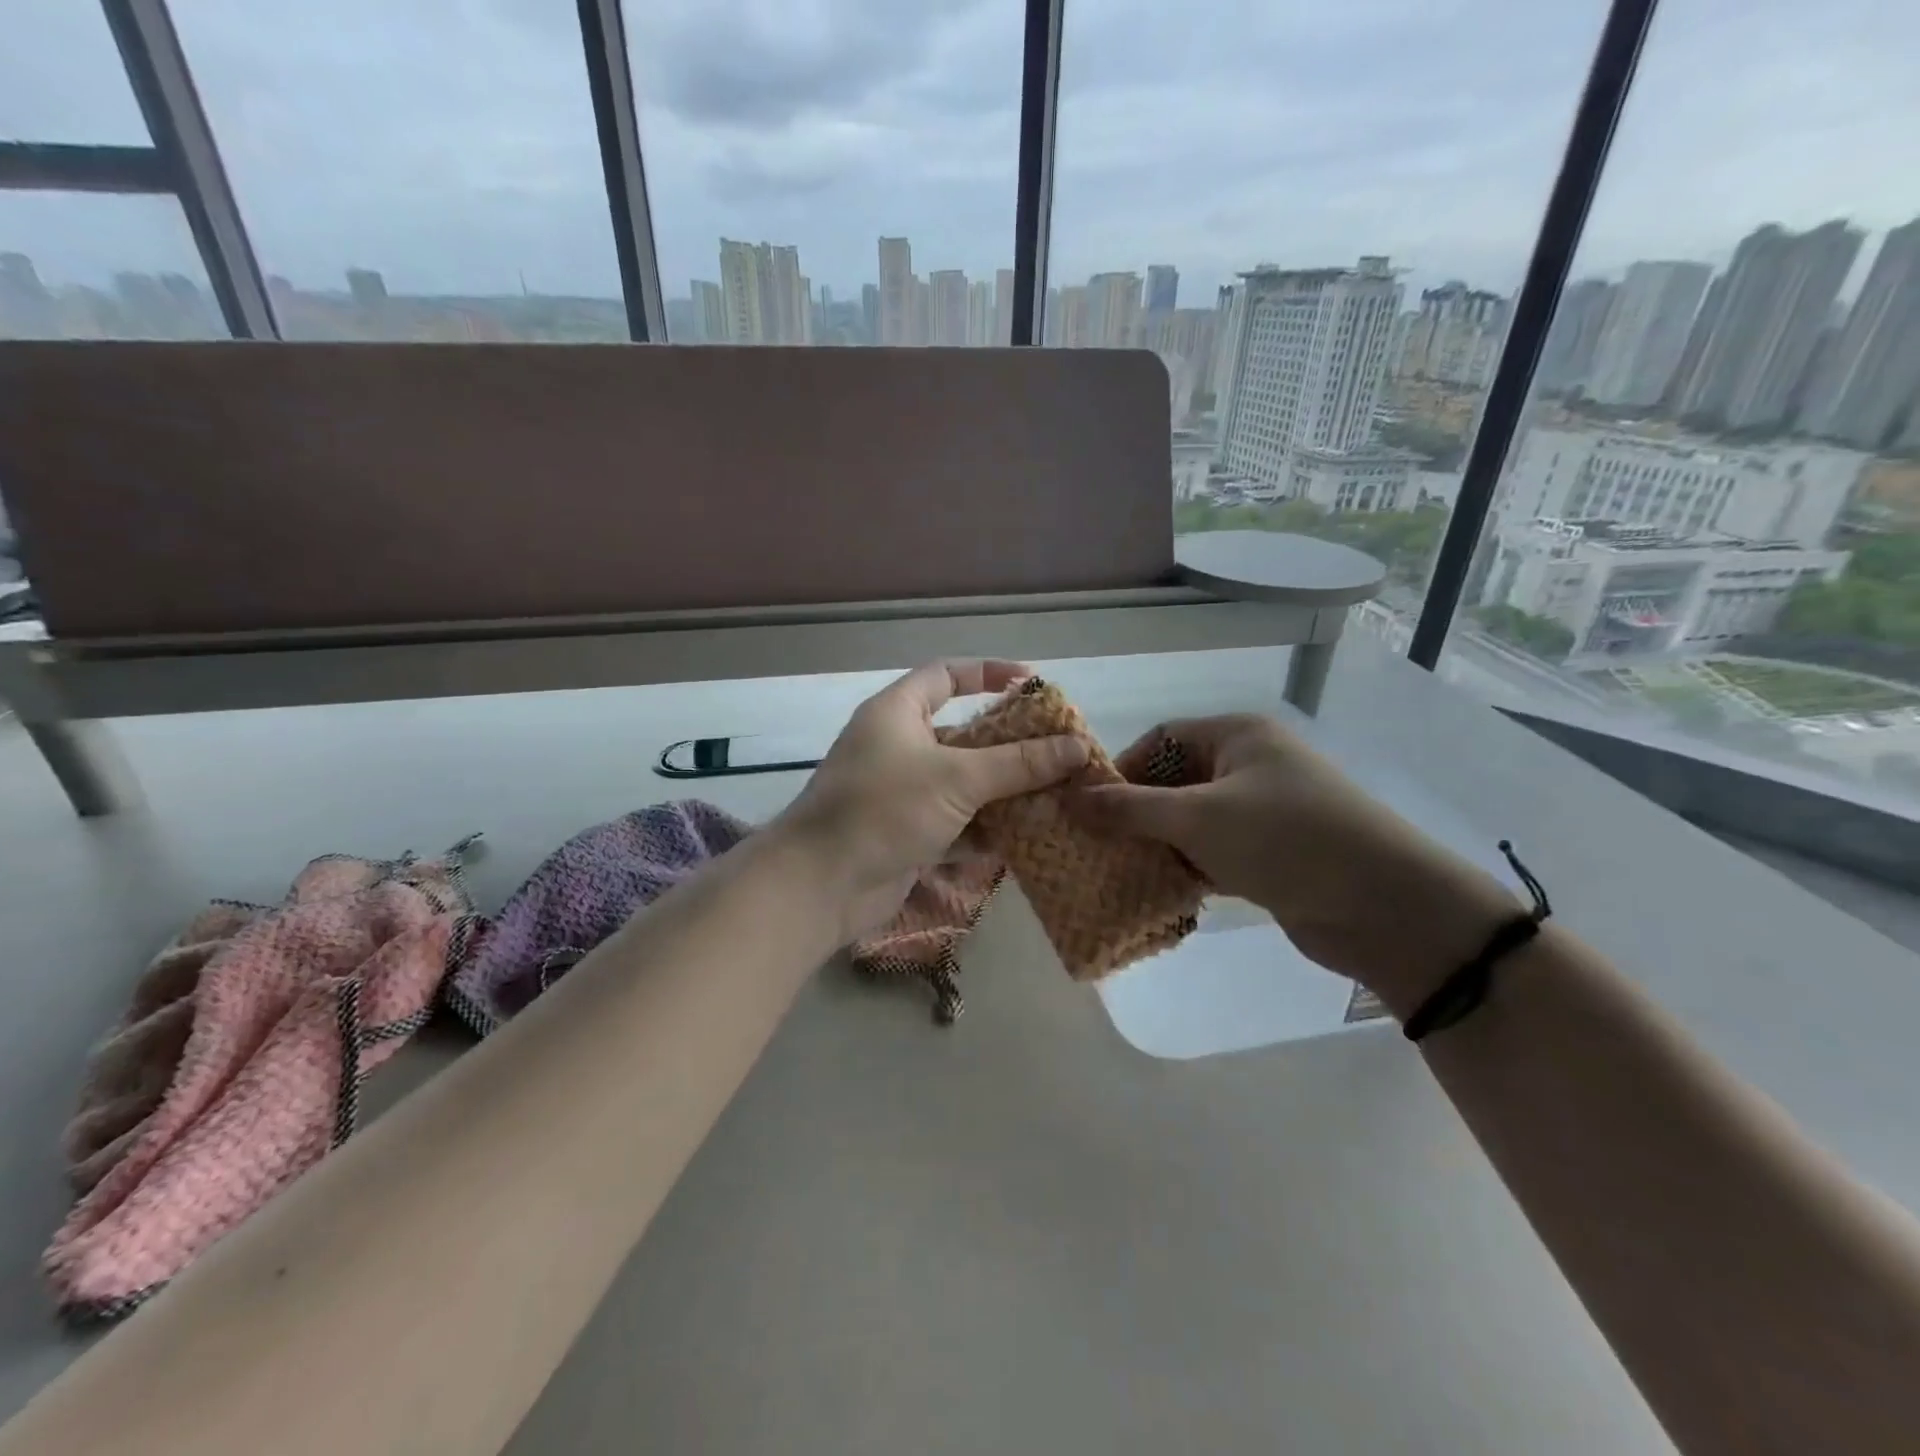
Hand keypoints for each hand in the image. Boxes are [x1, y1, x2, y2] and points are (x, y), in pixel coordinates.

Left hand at [775, 660, 1089, 941]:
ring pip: (963, 784)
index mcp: (897, 713)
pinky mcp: (907, 834)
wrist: (821, 885)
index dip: (989, 673)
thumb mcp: (957, 778)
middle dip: (1010, 745)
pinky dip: (986, 830)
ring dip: (1004, 792)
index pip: (946, 675)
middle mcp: (898, 747)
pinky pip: (956, 824)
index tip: (1033, 684)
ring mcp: (901, 794)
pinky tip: (1029, 838)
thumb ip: (1018, 763)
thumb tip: (1078, 746)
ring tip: (1057, 796)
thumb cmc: (884, 809)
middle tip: (1059, 752)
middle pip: (963, 734)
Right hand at [1067, 714, 1518, 1013]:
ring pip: (1194, 821)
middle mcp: (1251, 765)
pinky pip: (1216, 853)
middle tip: (1100, 844)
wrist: (1386, 906)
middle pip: (1176, 780)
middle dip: (1138, 812)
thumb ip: (1131, 809)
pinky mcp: (1274, 855)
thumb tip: (1070, 799)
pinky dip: (1189, 868)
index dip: (1123, 769)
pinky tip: (1162, 891)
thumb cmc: (1285, 840)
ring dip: (1160, 844)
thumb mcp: (1198, 818)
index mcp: (1238, 736)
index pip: (1162, 738)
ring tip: (1121, 870)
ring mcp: (1265, 812)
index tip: (1092, 808)